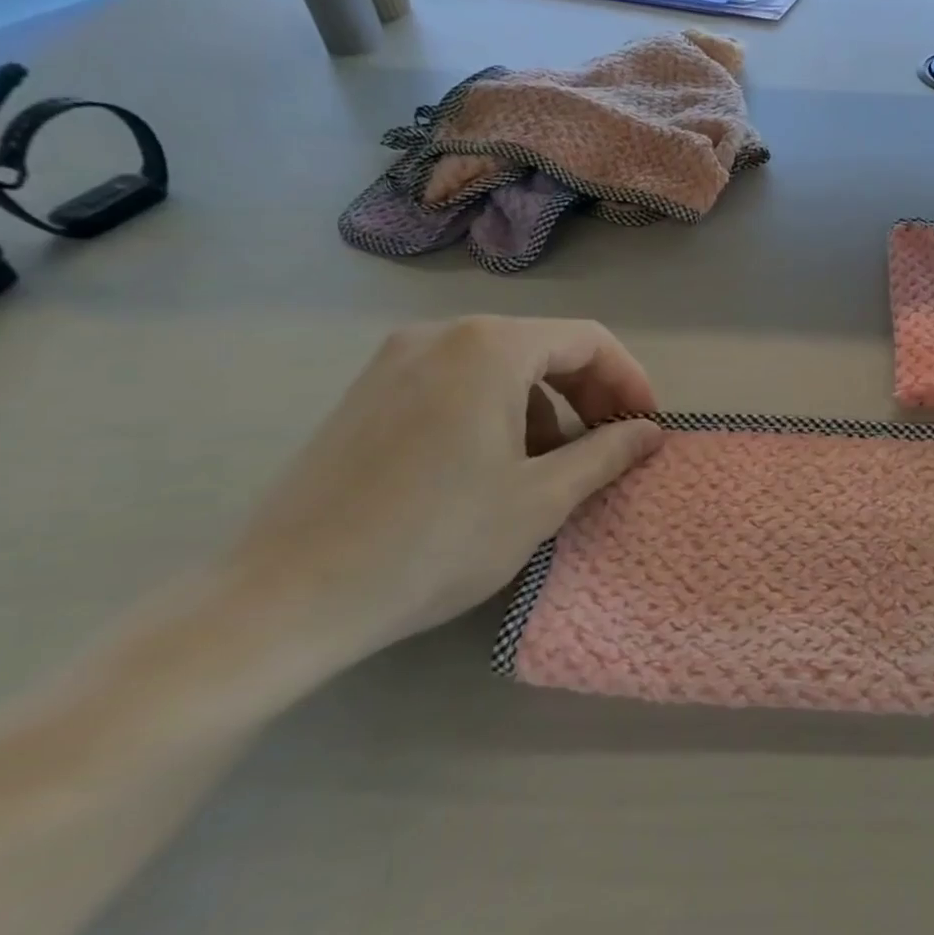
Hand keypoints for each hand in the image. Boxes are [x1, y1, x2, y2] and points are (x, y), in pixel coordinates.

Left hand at [224, 317, 662, 662]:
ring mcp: (395, 361)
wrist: (283, 599)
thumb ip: (607, 453)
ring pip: (501, 367)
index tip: (647, 428)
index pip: (588, 340)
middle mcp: (441, 335)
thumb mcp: (541, 499)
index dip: (629, 381)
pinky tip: (492, 467)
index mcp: (489, 347)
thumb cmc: (433, 541)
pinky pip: (457, 383)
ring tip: (551, 466)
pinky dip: (496, 411)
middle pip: (544, 347)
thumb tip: (650, 432)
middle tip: (610, 446)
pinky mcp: (367, 393)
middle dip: (589, 395)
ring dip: (544, 407)